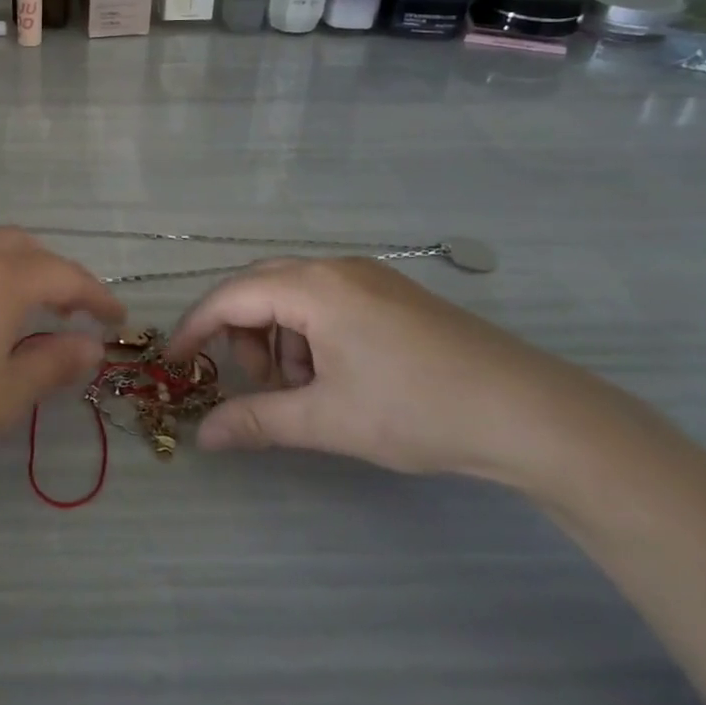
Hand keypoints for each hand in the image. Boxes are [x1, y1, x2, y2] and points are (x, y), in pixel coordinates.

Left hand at [0, 228, 124, 492]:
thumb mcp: (7, 394)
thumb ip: (55, 362)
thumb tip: (91, 346)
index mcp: (2, 278)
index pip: (66, 276)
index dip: (97, 296)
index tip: (118, 320)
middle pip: (29, 249)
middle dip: (60, 274)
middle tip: (75, 312)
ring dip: (23, 264)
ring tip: (32, 302)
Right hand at [167, 258, 600, 480]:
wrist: (531, 414)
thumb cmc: (417, 410)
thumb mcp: (328, 420)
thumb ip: (257, 422)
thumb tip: (203, 436)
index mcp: (313, 287)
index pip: (230, 296)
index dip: (195, 328)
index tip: (174, 362)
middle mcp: (335, 268)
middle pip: (259, 289)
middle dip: (243, 336)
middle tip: (259, 386)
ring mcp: (368, 277)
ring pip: (293, 297)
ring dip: (280, 340)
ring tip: (309, 391)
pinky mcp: (391, 294)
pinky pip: (326, 303)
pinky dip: (312, 336)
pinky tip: (339, 377)